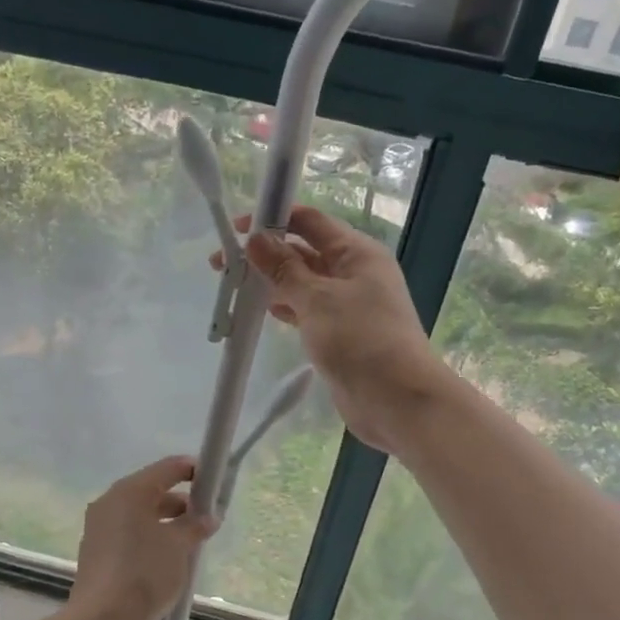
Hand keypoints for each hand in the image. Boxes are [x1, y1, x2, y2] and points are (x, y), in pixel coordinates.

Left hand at [66, 456, 217, 619]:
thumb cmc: (145, 574)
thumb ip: (195, 525)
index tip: (214, 483)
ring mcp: (99, 526)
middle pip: (152, 490)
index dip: (193, 471)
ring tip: (191, 543)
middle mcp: (110, 502)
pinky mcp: (96, 550)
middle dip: (181, 502)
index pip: (168, 468)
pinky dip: (149, 537)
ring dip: (166, 522)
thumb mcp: (179, 547)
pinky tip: (167, 559)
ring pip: (140, 514)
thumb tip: (208, 517)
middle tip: (206, 519)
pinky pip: (129, 533)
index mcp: (130, 492)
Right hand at [215, 206, 452, 455]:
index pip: (310, 221)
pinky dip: (283, 307)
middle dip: (264, 254)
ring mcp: (346, 304)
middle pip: (303, 251)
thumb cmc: (361, 340)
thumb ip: (284, 268)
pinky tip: (260, 311)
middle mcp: (353, 272)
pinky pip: (305, 310)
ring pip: (301, 282)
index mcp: (356, 253)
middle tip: (221, 264)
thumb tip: (255, 238)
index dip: (273, 218)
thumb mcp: (317, 299)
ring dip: (270, 282)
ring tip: (233, 287)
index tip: (235, 228)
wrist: (398, 401)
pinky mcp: (338, 333)